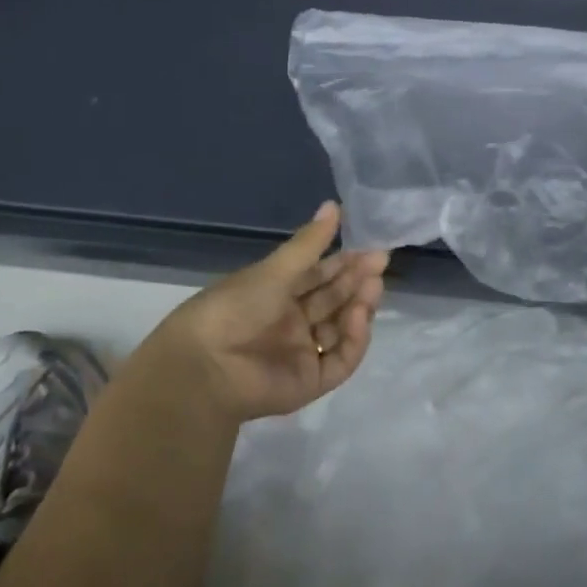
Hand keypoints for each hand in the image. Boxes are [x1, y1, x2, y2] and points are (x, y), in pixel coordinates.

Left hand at [145, 202, 386, 422]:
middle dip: (357, 281)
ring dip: (359, 307)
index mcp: (276, 293)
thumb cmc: (235, 307)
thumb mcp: (275, 270)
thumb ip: (310, 242)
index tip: (371, 248)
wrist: (206, 365)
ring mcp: (302, 352)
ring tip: (373, 287)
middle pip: (334, 300)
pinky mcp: (310, 382)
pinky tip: (360, 317)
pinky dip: (354, 340)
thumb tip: (335, 204)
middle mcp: (291, 322)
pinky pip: (340, 360)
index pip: (319, 275)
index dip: (344, 262)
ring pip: (341, 329)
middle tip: (380, 263)